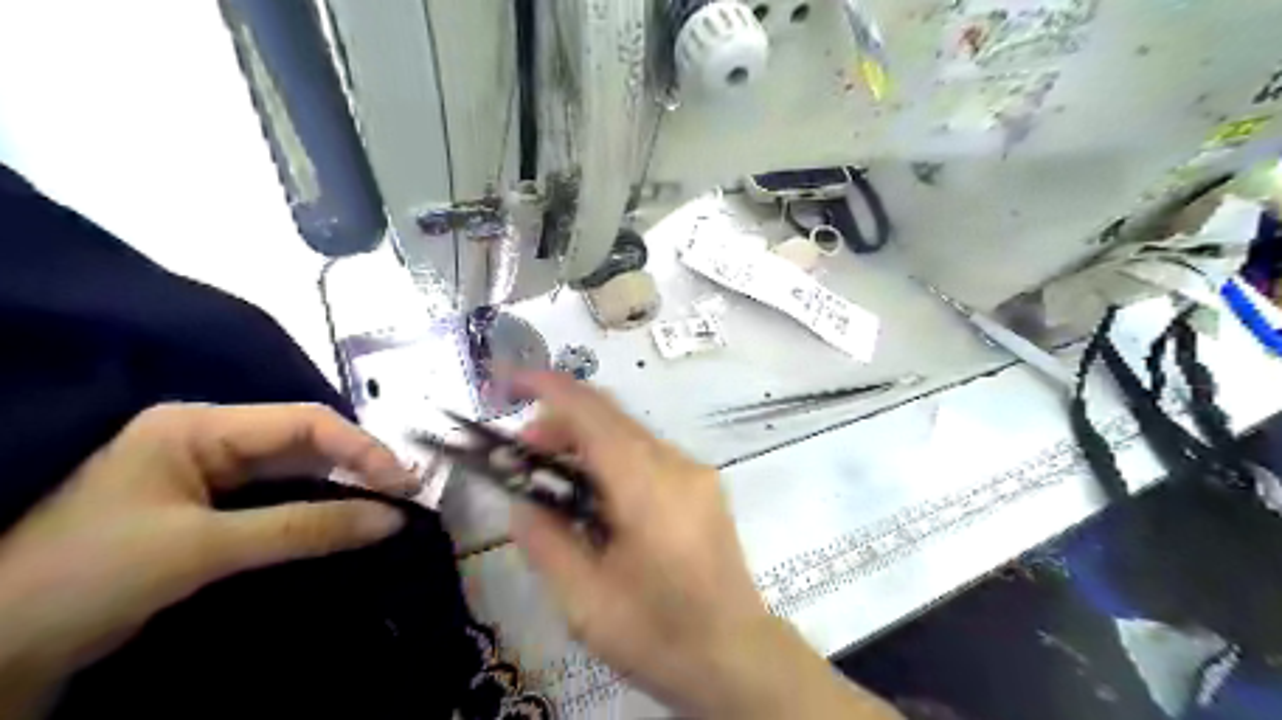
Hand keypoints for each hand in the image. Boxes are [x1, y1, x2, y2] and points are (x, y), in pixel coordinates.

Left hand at [1, 402, 416, 710]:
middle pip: (305, 442)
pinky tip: (347, 521)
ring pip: (297, 471)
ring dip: (343, 488)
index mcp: (198, 426)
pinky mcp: (209, 511)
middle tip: (406, 496)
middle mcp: (208, 439)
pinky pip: (280, 499)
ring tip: (389, 507)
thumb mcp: (202, 549)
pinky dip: (318, 509)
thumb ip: (305, 527)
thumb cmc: (87, 578)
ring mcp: (208, 475)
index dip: (361, 448)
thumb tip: (392, 519)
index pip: (304, 422)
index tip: (404, 484)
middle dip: (358, 466)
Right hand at [507, 377, 892, 718]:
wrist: (737, 657)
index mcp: (645, 485)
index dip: (546, 387)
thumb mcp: (584, 600)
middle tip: (523, 457)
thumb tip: (523, 503)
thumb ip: (546, 541)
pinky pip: (648, 454)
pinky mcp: (703, 487)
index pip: (591, 413)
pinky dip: (612, 458)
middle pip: (610, 416)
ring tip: (555, 481)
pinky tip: (598, 498)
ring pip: (630, 433)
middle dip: (560, 421)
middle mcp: (676, 463)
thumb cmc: (659, 634)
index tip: (508, 381)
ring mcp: (695, 472)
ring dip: (586, 441)